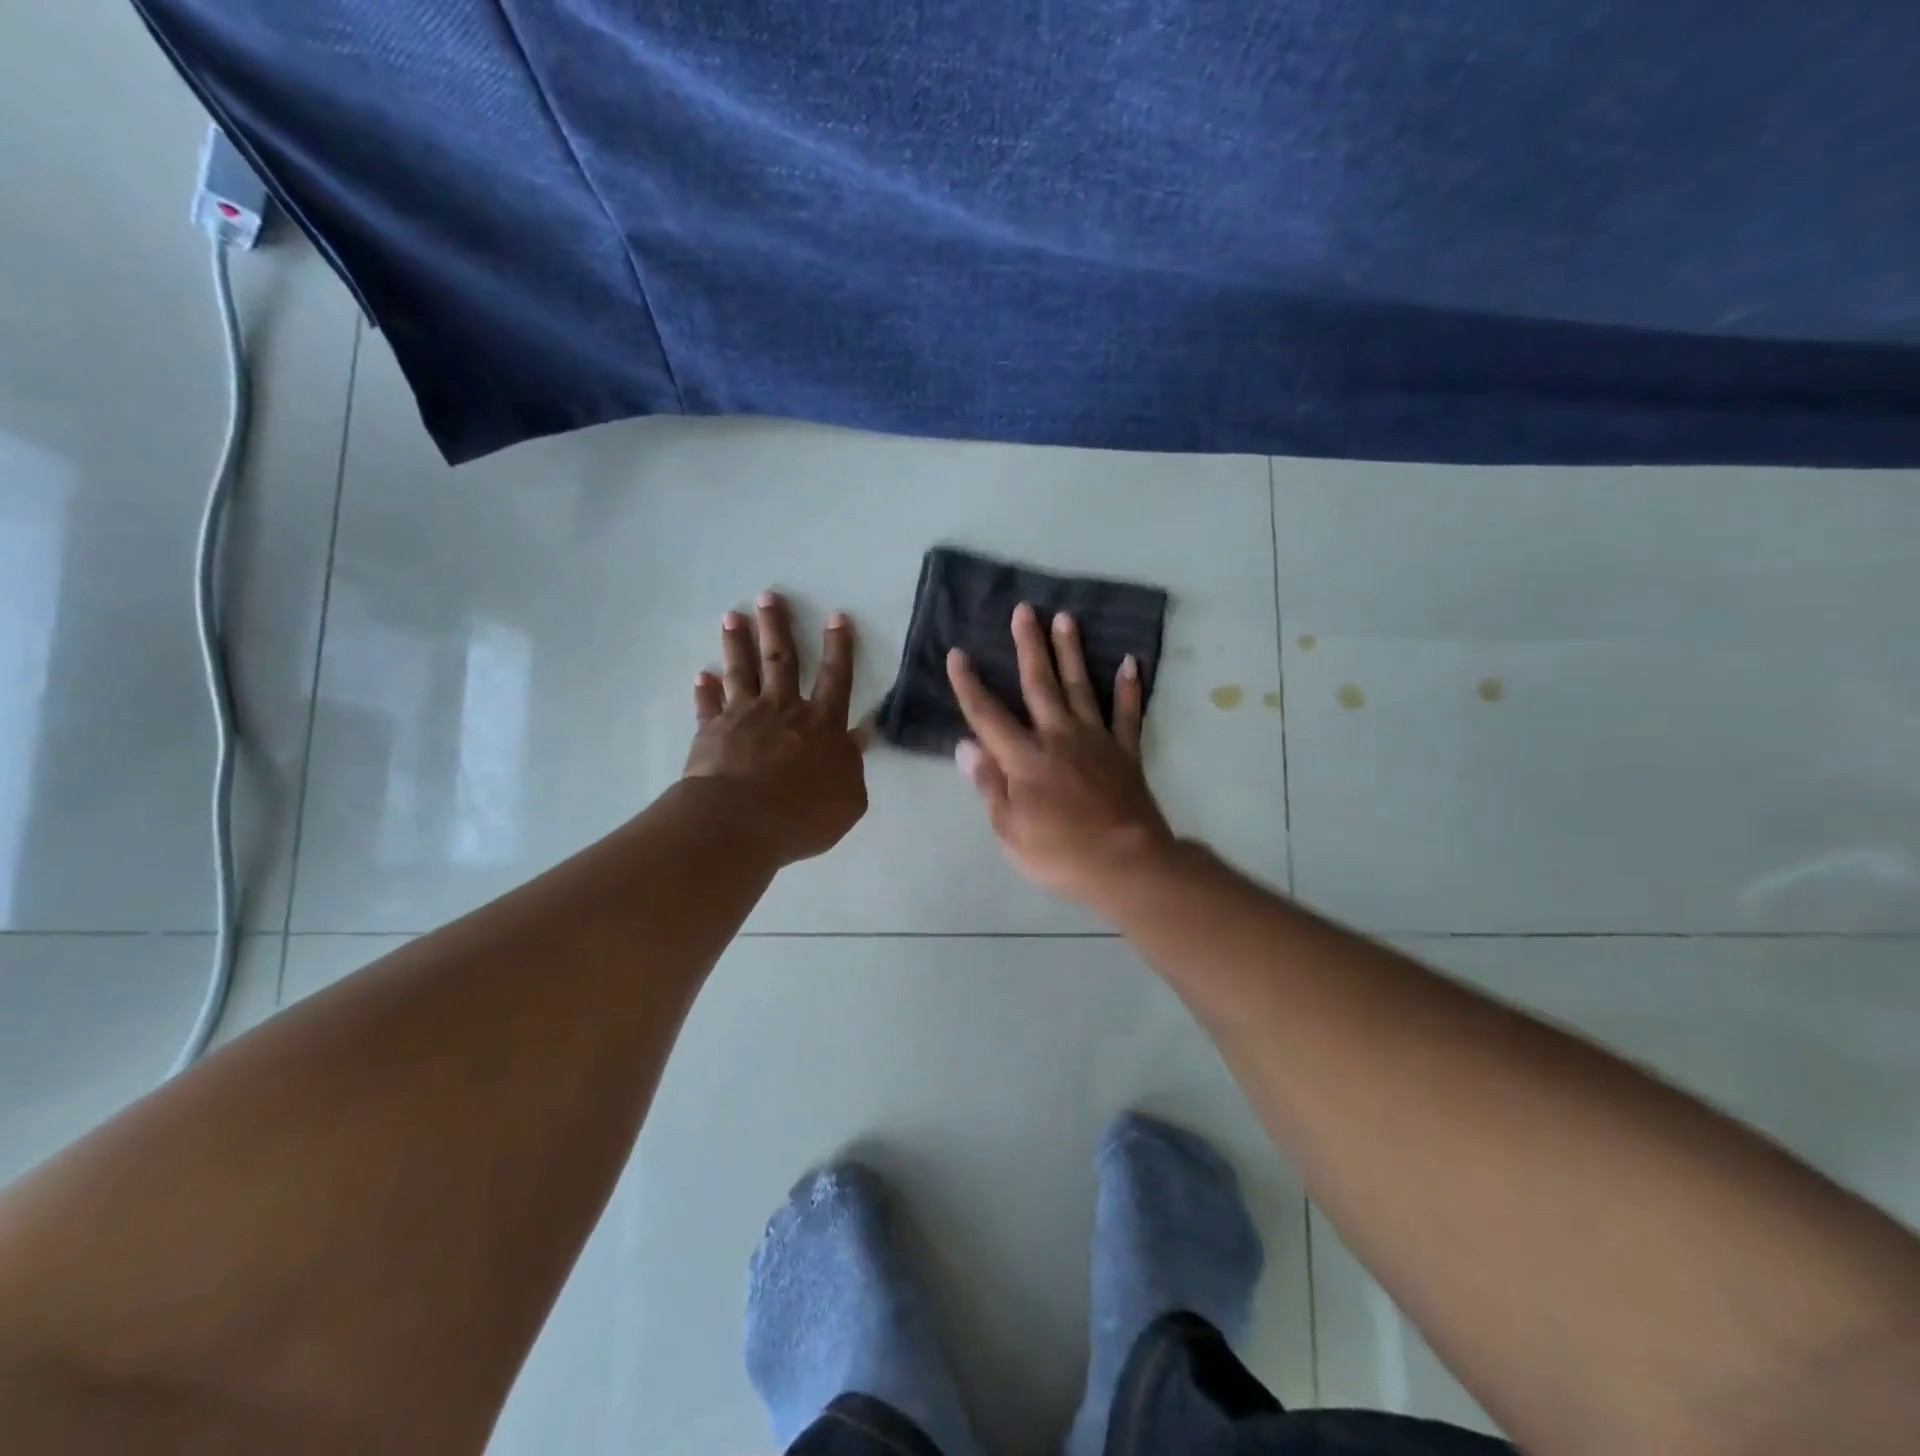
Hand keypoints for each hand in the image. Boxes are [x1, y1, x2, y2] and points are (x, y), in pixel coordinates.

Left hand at [684, 591, 867, 866]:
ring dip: (738, 643)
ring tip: (733, 617)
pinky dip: (705, 690)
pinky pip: (709, 705)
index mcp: (821, 724)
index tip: (836, 616)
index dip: (838, 647)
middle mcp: (783, 709)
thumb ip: (853, 765)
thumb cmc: (802, 814)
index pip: (835, 678)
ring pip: (742, 671)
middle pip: (782, 659)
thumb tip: (860, 737)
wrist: (739, 821)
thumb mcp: (848, 798)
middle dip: (777, 626)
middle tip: (768, 596)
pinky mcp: (712, 731)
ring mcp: (744, 717)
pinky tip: (702, 676)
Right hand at [947, 602, 1174, 906]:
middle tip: (1024, 610)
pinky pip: (1128, 713)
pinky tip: (1130, 662)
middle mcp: (1059, 737)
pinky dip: (1128, 687)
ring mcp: (1096, 740)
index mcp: (1025, 759)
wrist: (1126, 865)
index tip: (957, 653)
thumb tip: (967, 746)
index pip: (989, 715)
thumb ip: (990, 785)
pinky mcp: (1126, 751)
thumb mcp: (1010, 831)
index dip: (969, 685)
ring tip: (1065, 618)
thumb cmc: (1060, 854)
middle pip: (1040, 684)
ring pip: (1081, 687)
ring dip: (1071, 652)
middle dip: (1029, 645)